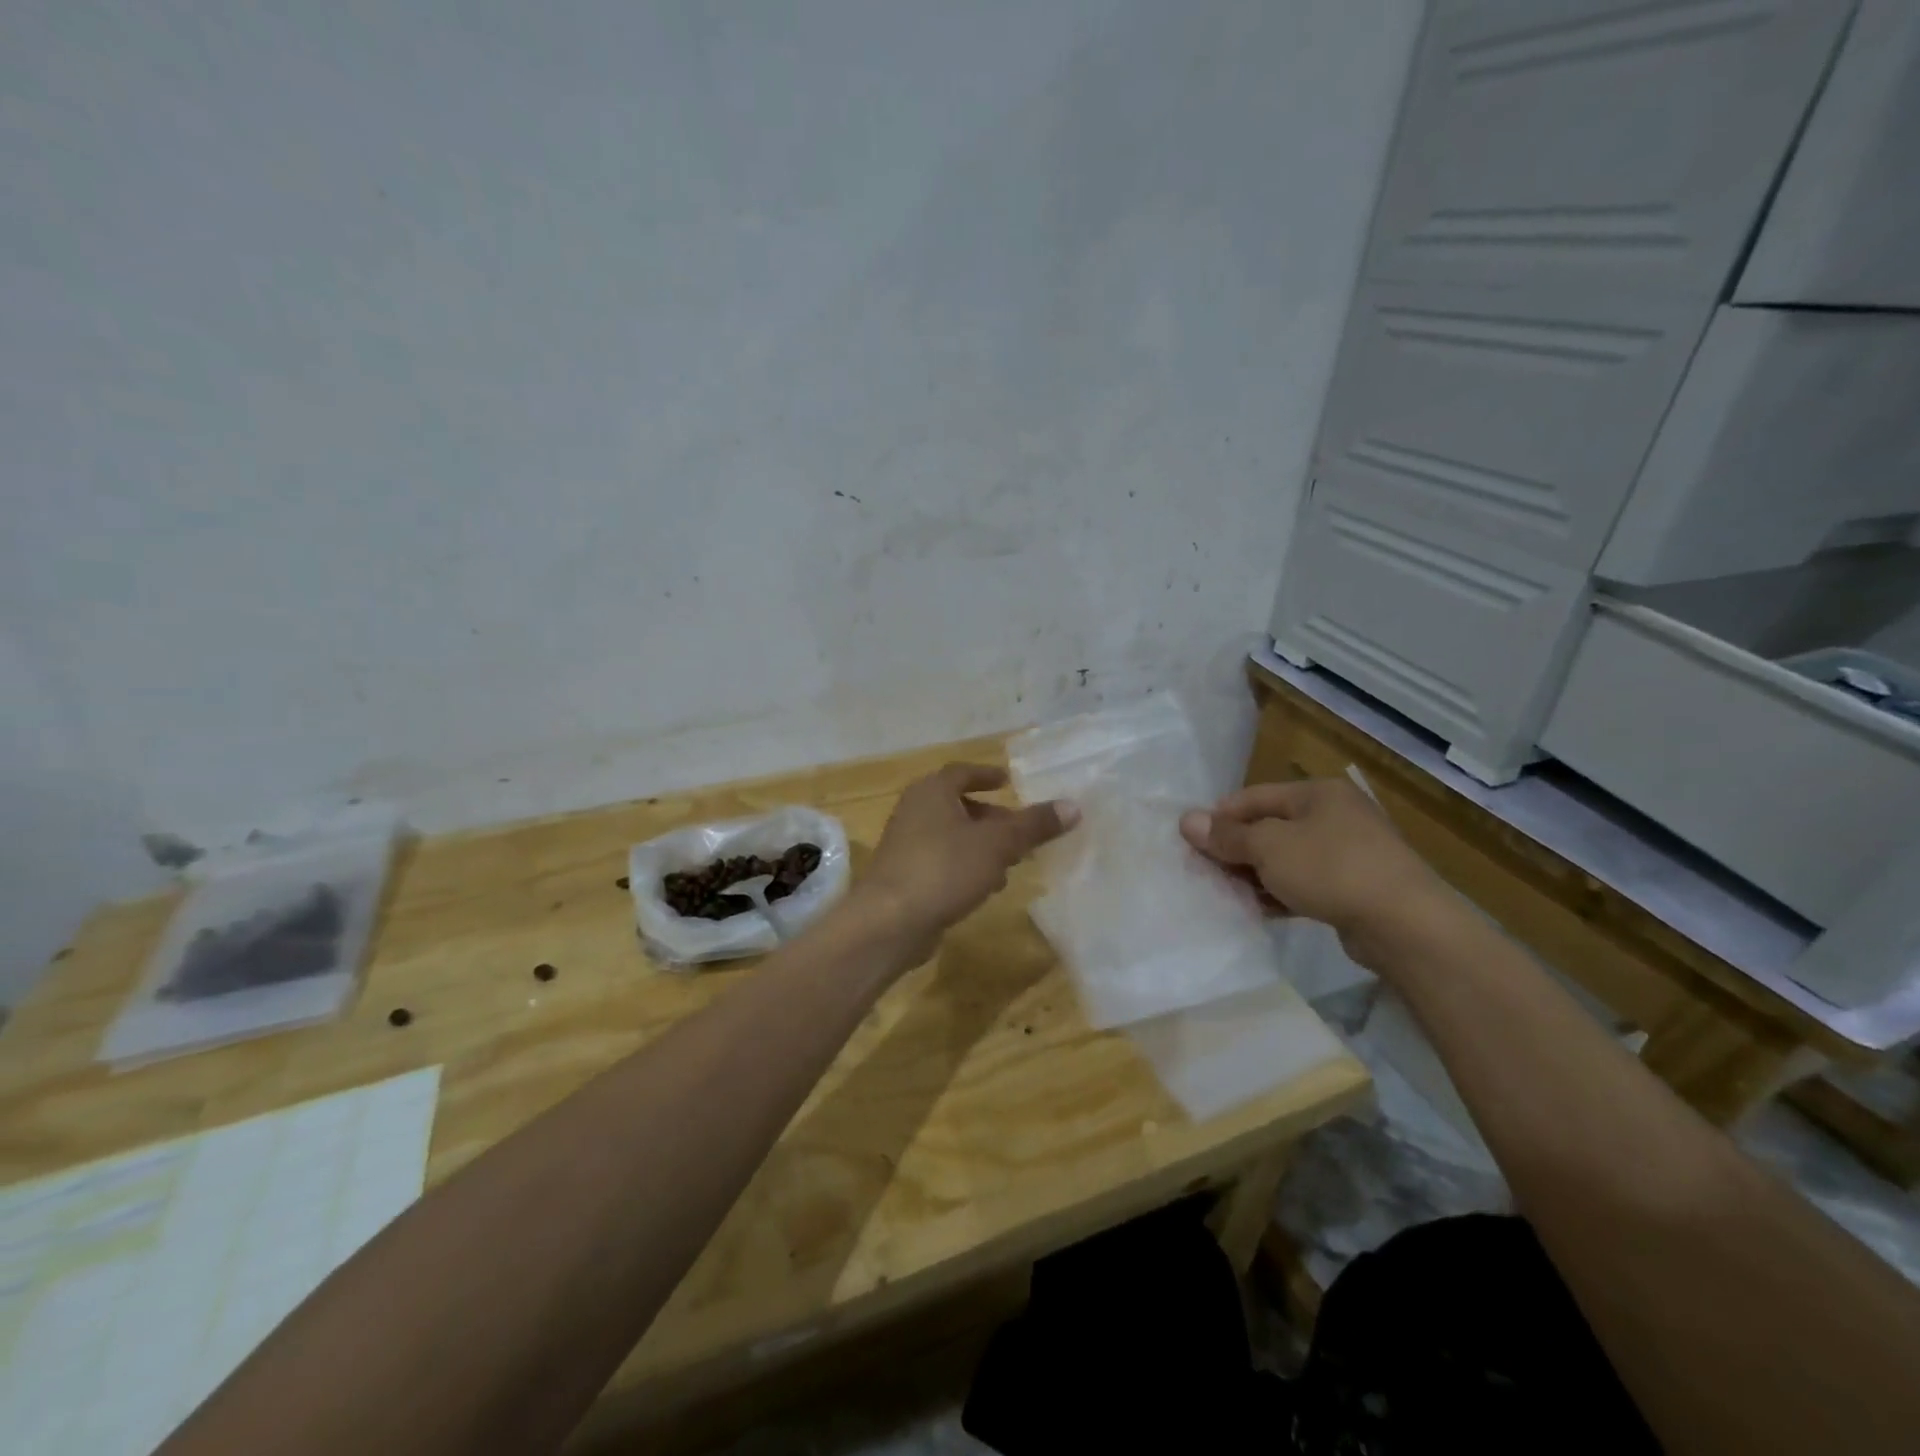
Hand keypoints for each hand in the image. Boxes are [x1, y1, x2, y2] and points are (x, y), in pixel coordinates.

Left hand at [857, 764, 1078, 945]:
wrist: (889, 921)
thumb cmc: (944, 869)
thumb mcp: (998, 844)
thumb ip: (1034, 825)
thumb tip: (1073, 806)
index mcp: (932, 791)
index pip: (963, 773)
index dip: (987, 775)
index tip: (1009, 782)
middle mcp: (915, 810)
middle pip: (959, 806)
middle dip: (992, 818)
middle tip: (1020, 832)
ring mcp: (906, 844)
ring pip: (952, 836)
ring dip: (981, 846)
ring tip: (1011, 864)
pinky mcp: (904, 876)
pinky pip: (942, 862)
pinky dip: (965, 867)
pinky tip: (985, 888)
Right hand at [1179, 778, 1450, 963]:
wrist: (1405, 925)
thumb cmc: (1331, 869)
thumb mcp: (1269, 847)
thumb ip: (1227, 836)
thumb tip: (1186, 820)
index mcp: (1317, 793)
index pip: (1253, 797)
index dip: (1219, 817)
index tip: (1189, 841)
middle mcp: (1335, 816)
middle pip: (1269, 827)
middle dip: (1235, 849)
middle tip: (1203, 870)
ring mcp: (1349, 853)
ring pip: (1286, 858)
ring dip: (1254, 874)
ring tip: (1224, 893)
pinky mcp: (1355, 888)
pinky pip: (1305, 884)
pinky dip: (1280, 893)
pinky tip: (1257, 909)